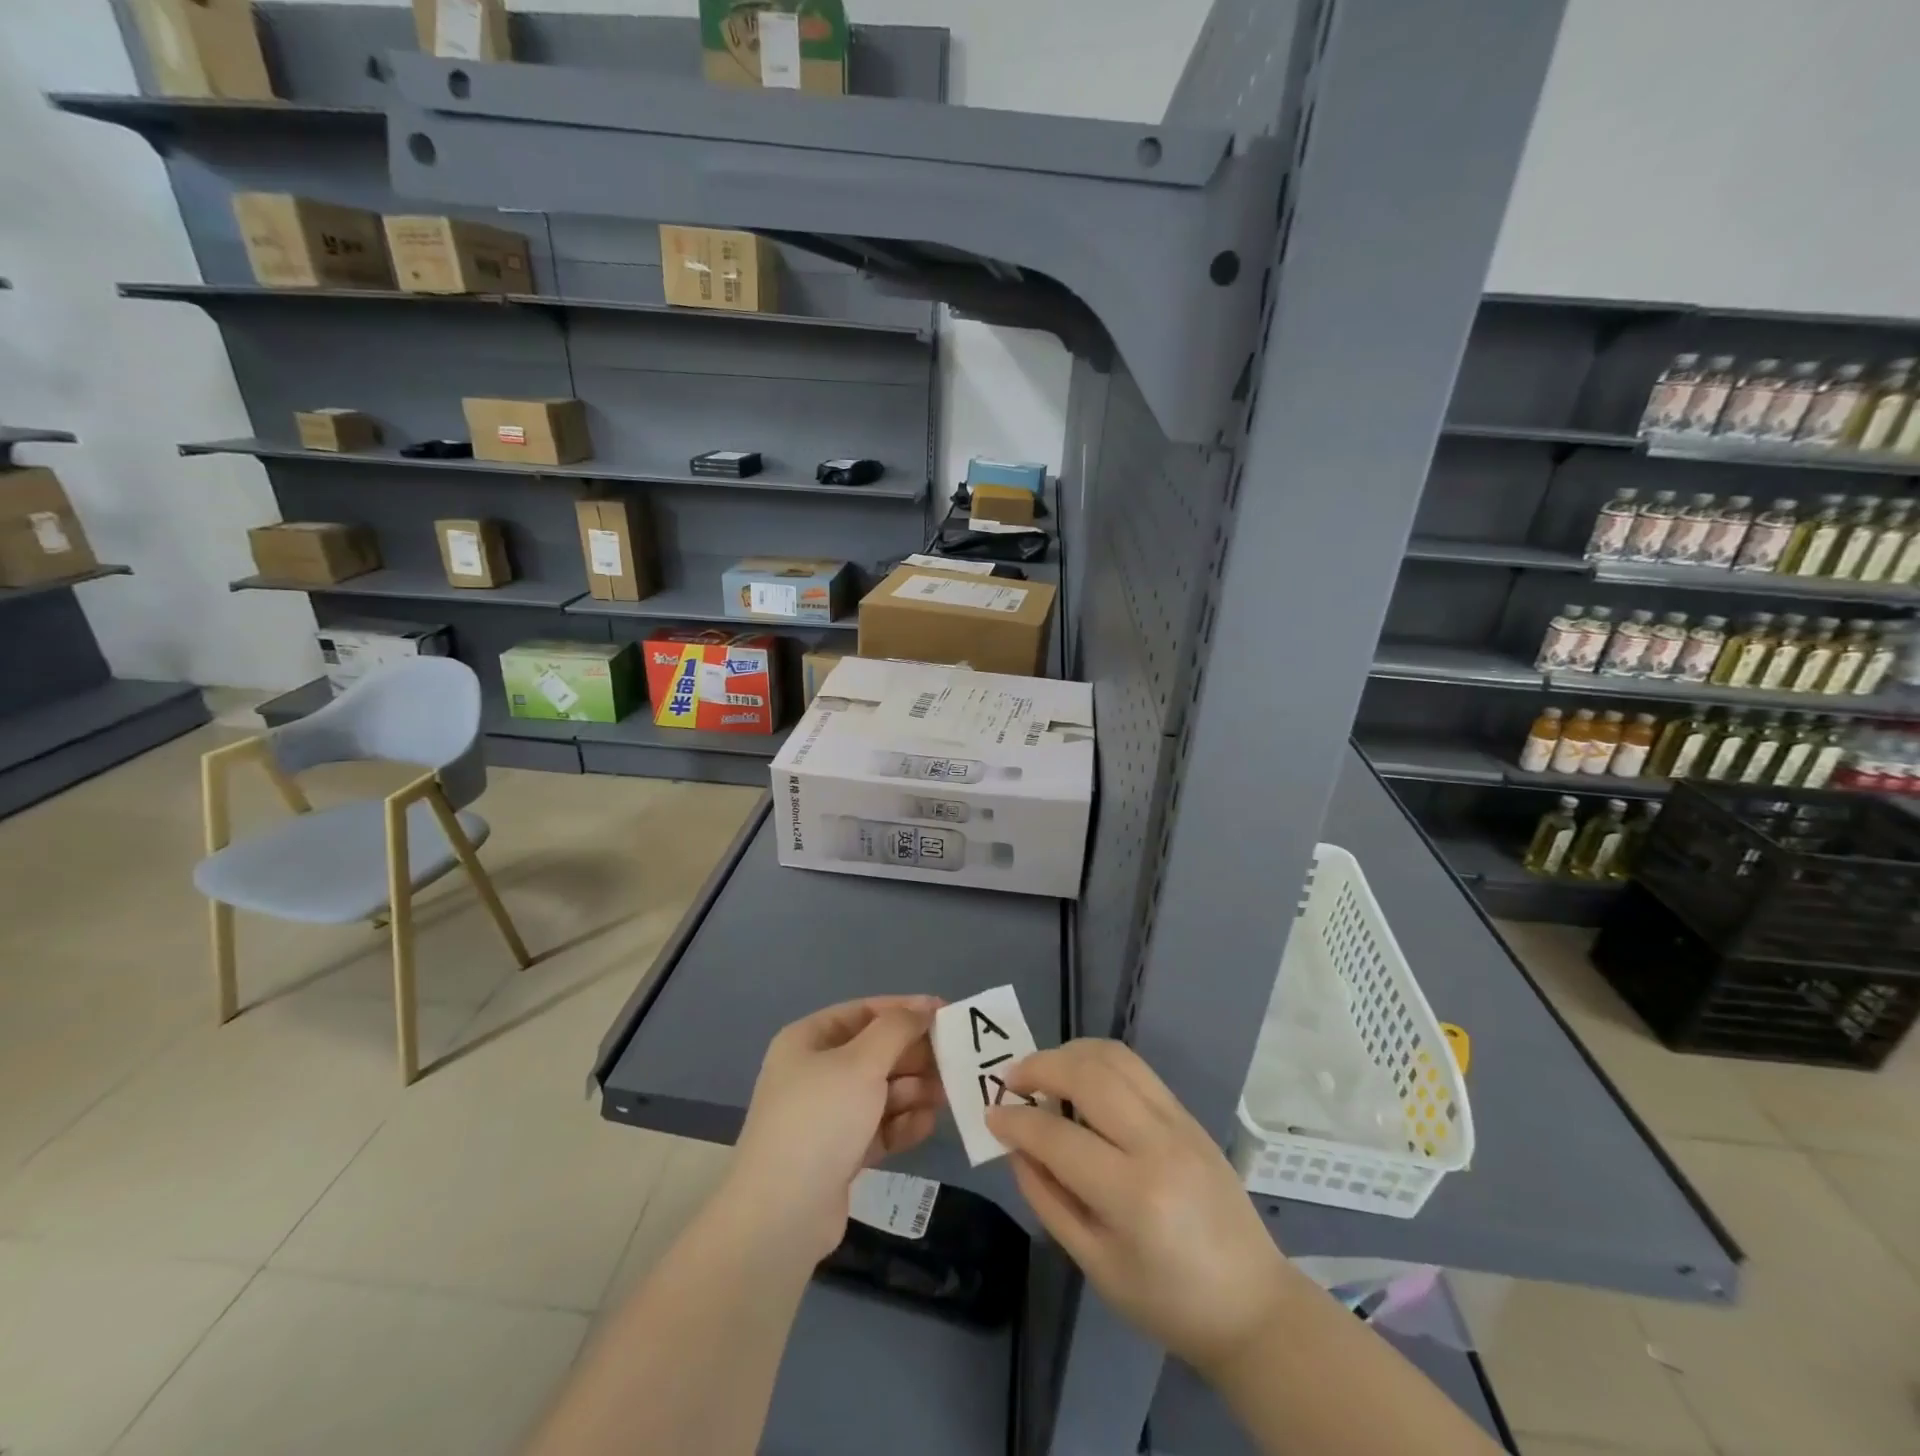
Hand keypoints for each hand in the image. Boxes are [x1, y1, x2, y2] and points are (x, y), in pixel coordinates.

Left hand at [730, 996, 946, 1260]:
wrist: (781, 1215)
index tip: (946, 1013)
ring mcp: (826, 1115)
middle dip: (913, 1056)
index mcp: (809, 1040)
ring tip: (947, 1095)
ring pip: (880, 1091)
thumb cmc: (820, 1119)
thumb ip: (897, 1029)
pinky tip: (927, 1125)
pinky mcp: (839, 1153)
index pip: (864, 1011)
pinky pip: (878, 1127)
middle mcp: (815, 1072)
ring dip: (914, 1090)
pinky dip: (902, 1123)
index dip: (905, 1010)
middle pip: (874, 1052)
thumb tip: (924, 1007)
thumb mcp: (861, 1062)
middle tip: (954, 1060)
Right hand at [987, 1040, 1296, 1376]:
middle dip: (1040, 1067)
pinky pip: (1135, 1068)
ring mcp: (1178, 1121)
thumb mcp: (1096, 1265)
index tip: (991, 1116)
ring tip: (1043, 1072)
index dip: (1016, 1122)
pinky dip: (1098, 1060)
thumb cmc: (1167, 1301)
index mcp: (1132, 1195)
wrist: (1252, 1304)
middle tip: (1011, 1080)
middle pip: (1088, 1074)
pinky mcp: (1187, 1113)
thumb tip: (1016, 1148)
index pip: (1057, 1137)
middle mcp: (1157, 1143)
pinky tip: (1080, 1079)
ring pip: (1113, 1057)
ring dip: (1069, 1053)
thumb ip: (1049, 1200)